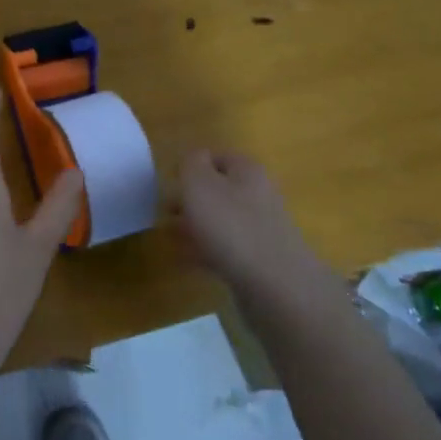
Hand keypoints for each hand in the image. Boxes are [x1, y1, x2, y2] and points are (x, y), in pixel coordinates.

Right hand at [177, 150, 340, 306]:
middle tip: (167, 212)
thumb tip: (194, 158)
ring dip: (197, 225)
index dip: (192, 165)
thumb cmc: (230, 225)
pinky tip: (190, 260)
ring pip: (222, 219)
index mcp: (247, 170)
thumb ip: (191, 164)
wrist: (273, 283)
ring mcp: (262, 228)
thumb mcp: (199, 184)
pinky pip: (227, 247)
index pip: (218, 156)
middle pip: (220, 189)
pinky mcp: (260, 258)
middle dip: (192, 199)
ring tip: (173, 238)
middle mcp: (259, 194)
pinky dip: (207, 249)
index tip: (170, 182)